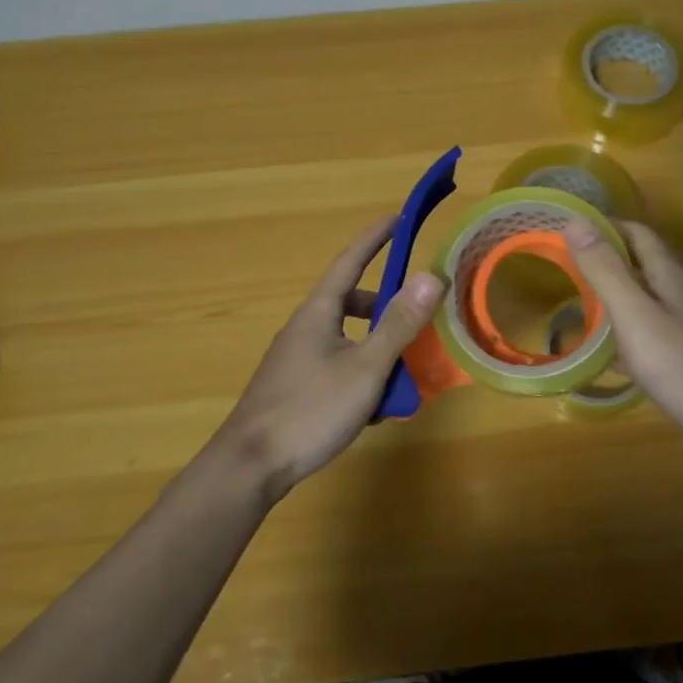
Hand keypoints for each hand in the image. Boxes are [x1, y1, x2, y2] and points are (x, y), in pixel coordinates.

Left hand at [210, 215, 444, 502]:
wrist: (250, 465)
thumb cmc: (310, 409)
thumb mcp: (365, 367)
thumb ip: (399, 324)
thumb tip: (431, 276)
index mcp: (319, 312)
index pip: (351, 261)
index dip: (375, 238)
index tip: (398, 217)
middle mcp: (305, 328)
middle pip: (350, 302)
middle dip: (385, 306)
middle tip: (415, 320)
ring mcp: (296, 359)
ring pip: (346, 339)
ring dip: (376, 348)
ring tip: (401, 375)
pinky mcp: (294, 387)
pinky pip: (336, 365)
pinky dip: (360, 374)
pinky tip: (372, 407)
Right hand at [562, 218, 682, 471]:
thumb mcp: (636, 314)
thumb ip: (606, 270)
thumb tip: (575, 219)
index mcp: (670, 276)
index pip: (637, 234)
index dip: (604, 226)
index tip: (566, 230)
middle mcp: (680, 296)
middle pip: (640, 265)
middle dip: (604, 260)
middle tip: (562, 267)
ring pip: (643, 301)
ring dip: (612, 297)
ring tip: (575, 304)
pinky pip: (646, 336)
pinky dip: (621, 335)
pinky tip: (603, 354)